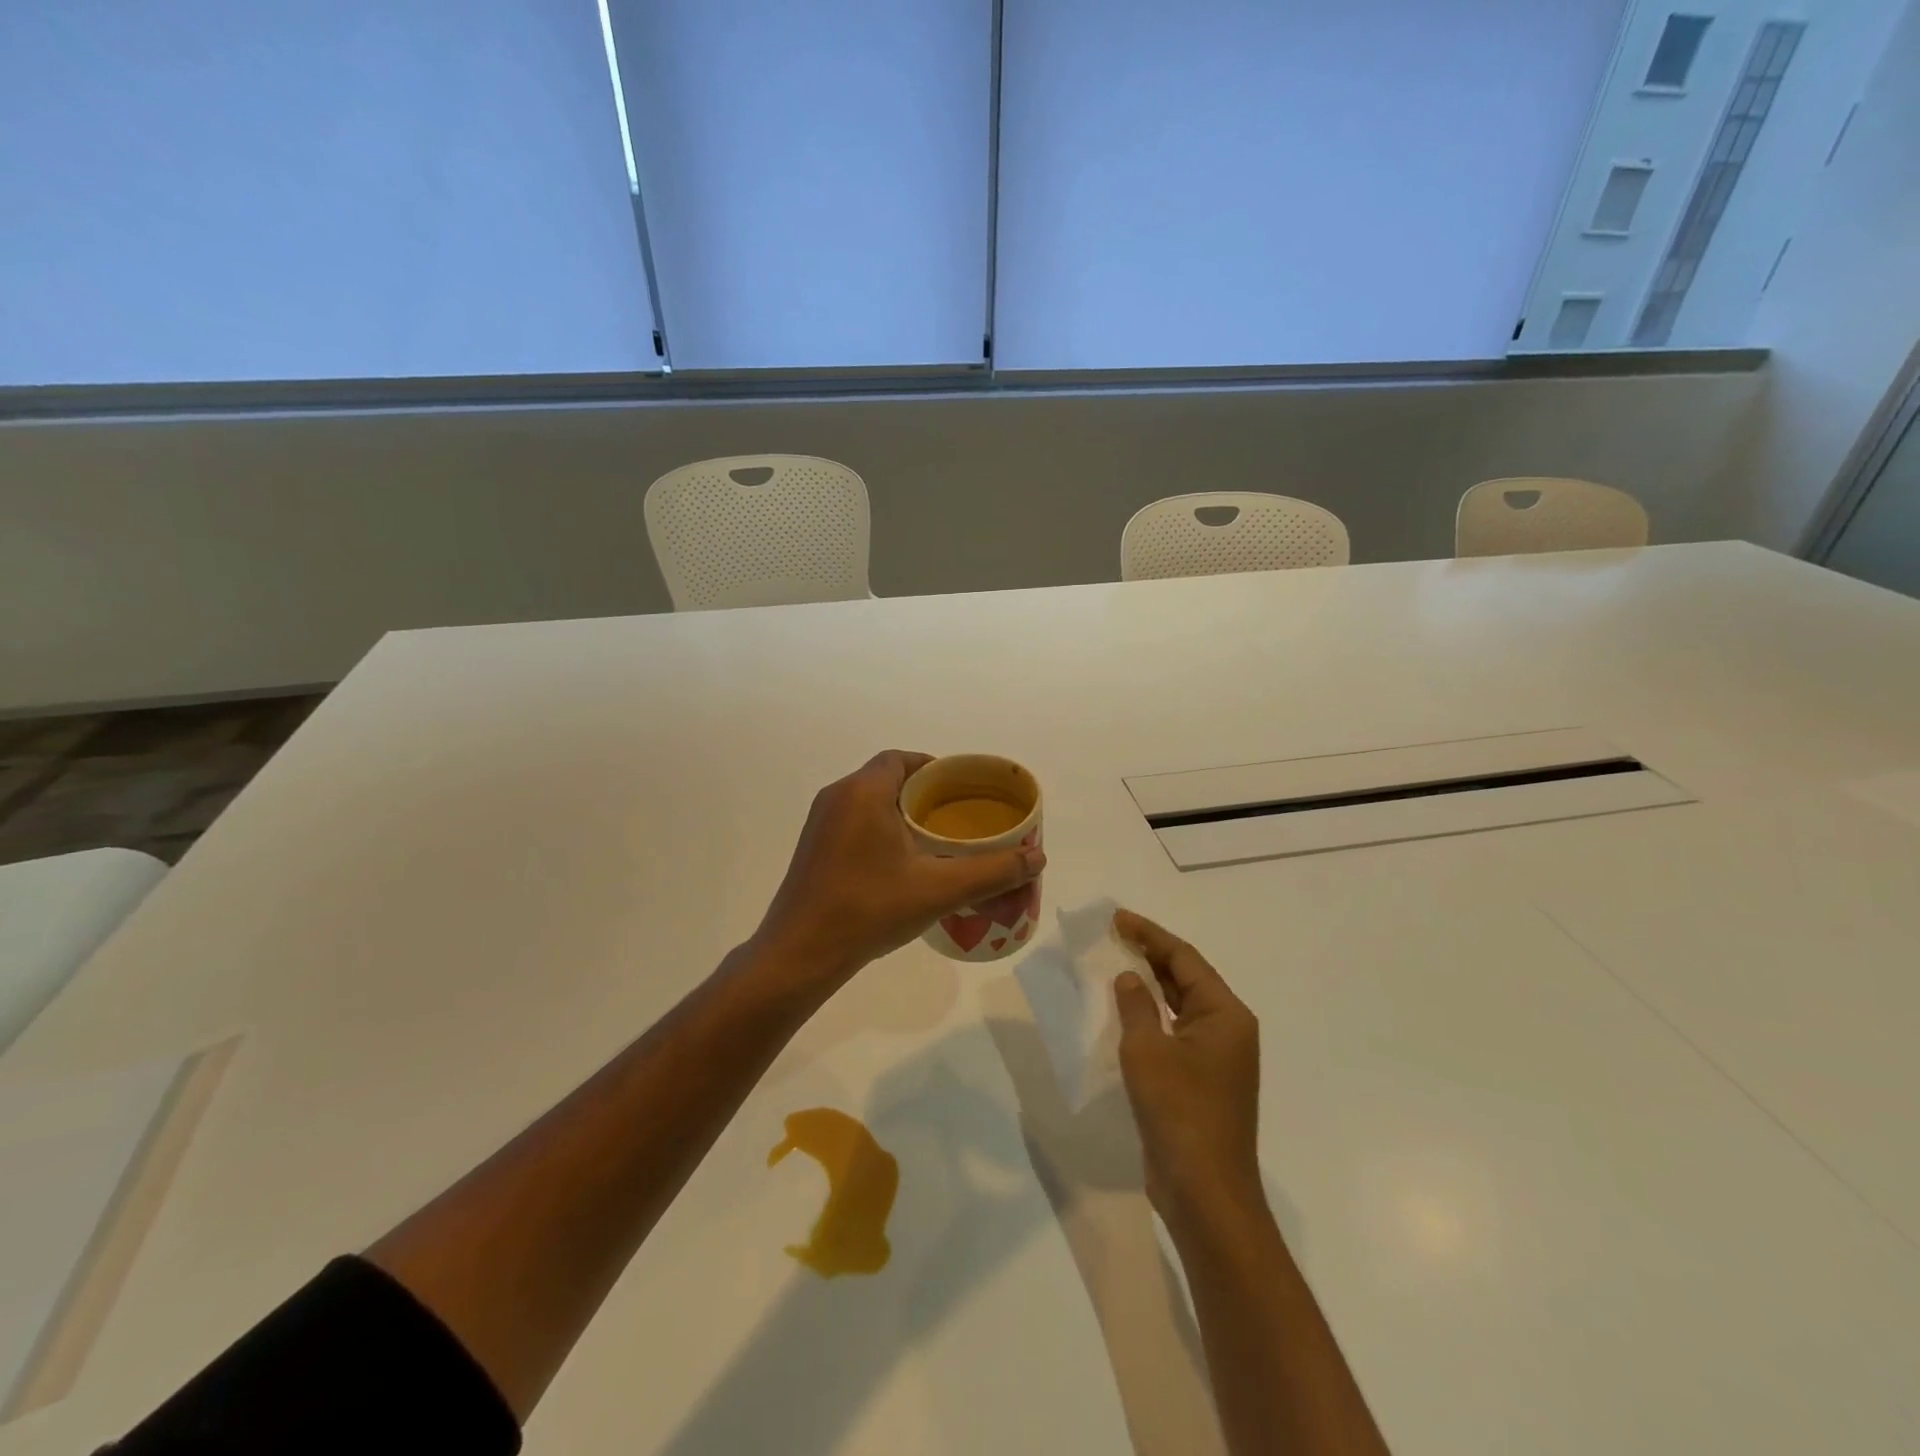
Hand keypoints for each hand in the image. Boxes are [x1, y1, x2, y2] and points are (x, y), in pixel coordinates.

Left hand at [753, 751, 1045, 985]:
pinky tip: (901, 863)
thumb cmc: (869, 909)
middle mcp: (837, 796)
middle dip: (923, 792)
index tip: (961, 790)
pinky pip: (853, 821)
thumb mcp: (938, 889)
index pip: (902, 759)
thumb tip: (1038, 857)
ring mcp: (820, 823)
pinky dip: (880, 828)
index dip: (934, 768)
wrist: (800, 954)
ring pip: (868, 801)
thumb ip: (991, 871)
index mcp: (863, 791)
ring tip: (935, 840)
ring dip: (900, 812)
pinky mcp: (813, 848)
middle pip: (887, 777)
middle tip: (956, 817)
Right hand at [1113, 910, 1262, 1226]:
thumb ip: (1136, 1005)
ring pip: (1181, 1006)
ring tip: (1116, 964)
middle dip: (1150, 955)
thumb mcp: (1147, 1050)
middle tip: (1113, 935)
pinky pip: (1176, 1032)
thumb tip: (1130, 977)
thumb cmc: (1180, 1112)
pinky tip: (1127, 1012)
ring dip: (1151, 985)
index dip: (1150, 934)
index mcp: (1225, 1014)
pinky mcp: (1203, 1081)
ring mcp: (1218, 1058)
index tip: (1118, 918)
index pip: (1184, 959)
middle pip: (1187, 979)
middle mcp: (1228, 1030)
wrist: (1205, 1193)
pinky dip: (1153, 1016)